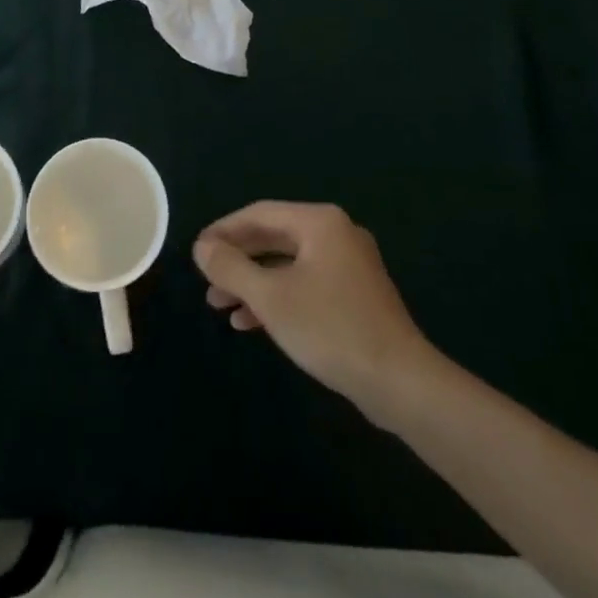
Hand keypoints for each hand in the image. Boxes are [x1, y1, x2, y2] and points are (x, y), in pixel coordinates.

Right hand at [195, 201, 437, 420]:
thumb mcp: (270, 298)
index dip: (224, 230)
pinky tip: (250, 321)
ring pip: (287, 264)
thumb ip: (231, 267)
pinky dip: (277, 297)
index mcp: (320, 222)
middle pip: (274, 237)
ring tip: (218, 303)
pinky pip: (305, 284)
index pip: (259, 214)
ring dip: (252, 282)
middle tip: (205, 278)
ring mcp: (348, 265)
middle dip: (237, 259)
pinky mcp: (354, 296)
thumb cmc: (330, 329)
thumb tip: (202, 247)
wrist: (400, 384)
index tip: (197, 251)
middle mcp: (336, 234)